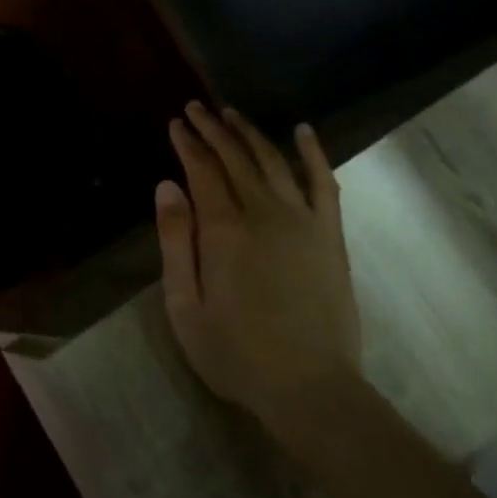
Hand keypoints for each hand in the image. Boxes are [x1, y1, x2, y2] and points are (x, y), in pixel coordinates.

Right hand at [155, 103, 360, 422]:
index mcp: (224, 229)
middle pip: (236, 158)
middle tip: (197, 109)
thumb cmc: (236, 353)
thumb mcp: (185, 305)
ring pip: (274, 161)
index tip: (176, 122)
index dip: (188, 143)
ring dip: (251, 134)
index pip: (202, 170)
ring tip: (232, 114)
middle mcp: (264, 213)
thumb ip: (175, 241)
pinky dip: (312, 153)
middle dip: (213, 129)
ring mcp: (303, 221)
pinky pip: (323, 182)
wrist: (310, 388)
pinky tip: (302, 131)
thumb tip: (166, 186)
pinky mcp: (330, 235)